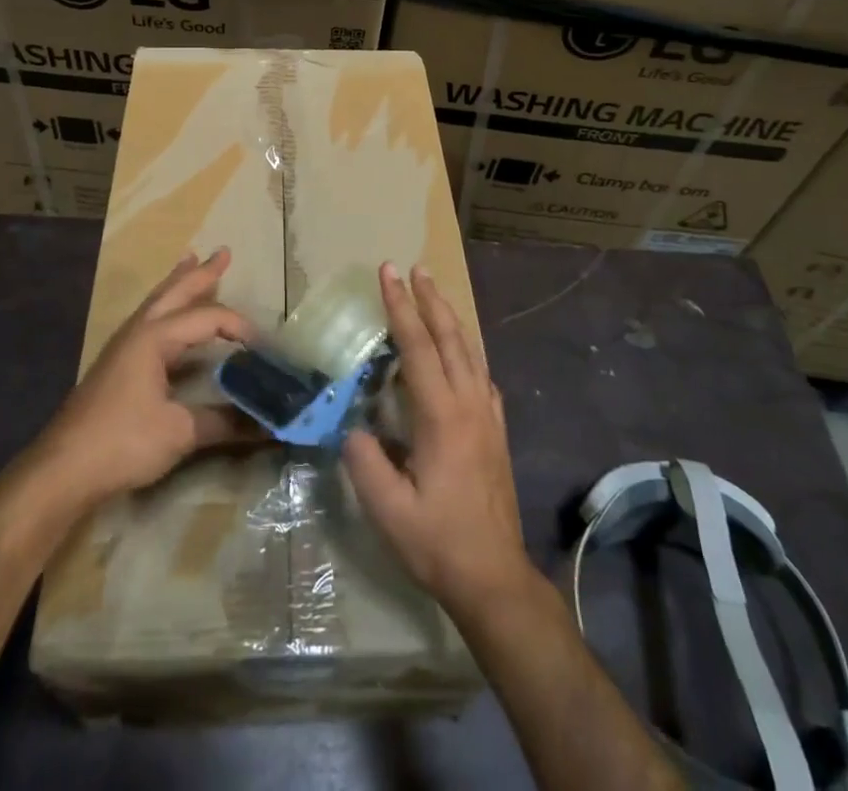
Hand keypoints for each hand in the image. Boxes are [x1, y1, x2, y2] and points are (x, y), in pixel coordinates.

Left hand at [34, 248, 258, 504]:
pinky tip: (167, 317)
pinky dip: (165, 307)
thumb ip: (226, 423)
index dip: (238, 326)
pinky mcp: (116, 366)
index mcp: (154, 337)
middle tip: (222, 252)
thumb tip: (270, 424)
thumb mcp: (180, 432)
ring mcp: (123, 347)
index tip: (264, 345)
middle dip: (200, 272)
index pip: (206, 317)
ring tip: (190, 260)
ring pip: (157, 303)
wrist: (63, 470)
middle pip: (174, 292)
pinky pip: (148, 321)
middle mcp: (138, 332)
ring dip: (178, 283)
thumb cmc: (122, 442)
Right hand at [344, 263, 535, 622]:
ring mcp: (488, 416)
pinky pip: (482, 376)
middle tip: (413, 269)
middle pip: (449, 337)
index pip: (417, 346)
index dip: (400, 307)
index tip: (388, 273)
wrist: (495, 578)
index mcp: (441, 416)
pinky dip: (468, 351)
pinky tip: (462, 354)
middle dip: (429, 299)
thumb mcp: (387, 510)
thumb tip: (350, 425)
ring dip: (450, 318)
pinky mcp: (497, 431)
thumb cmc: (438, 543)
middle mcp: (469, 404)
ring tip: (434, 294)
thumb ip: (364, 461)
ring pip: (470, 352)